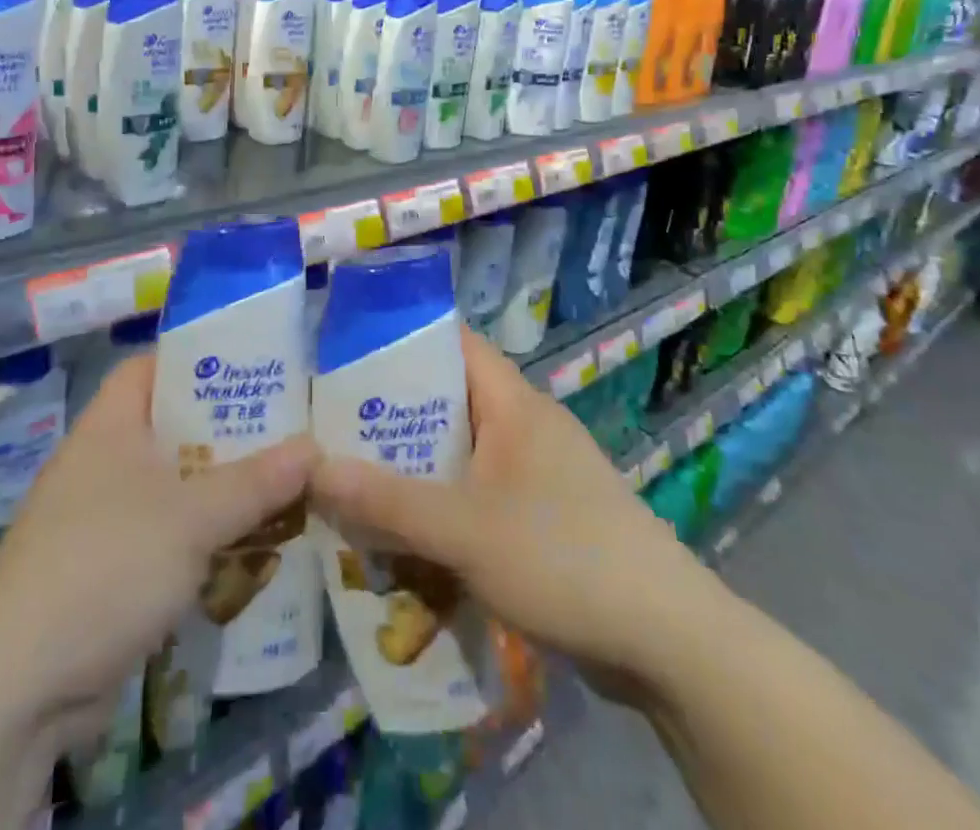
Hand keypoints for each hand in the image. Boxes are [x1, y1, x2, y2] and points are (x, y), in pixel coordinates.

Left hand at [0, 354, 317, 748]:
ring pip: (174, 487)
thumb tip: (314, 448)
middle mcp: (102, 463)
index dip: (196, 360)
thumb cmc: (107, 565)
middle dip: (227, 432)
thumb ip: (256, 482)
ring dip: (221, 491)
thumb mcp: (193, 517)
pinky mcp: (107, 571)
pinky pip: (166, 537)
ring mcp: (100, 519)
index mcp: (110, 426)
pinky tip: (248, 549)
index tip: (251, 367)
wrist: (20, 687)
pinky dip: (202, 539)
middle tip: (286, 429)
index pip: (151, 367)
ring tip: (282, 486)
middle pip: (172, 428)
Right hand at [310, 328, 715, 693]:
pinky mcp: (545, 516)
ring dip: (415, 465)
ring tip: (354, 478)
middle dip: (393, 412)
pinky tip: (406, 533)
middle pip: (449, 399)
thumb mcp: (464, 530)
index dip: (401, 338)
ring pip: (461, 452)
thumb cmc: (564, 558)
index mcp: (513, 403)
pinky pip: (479, 493)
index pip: (453, 342)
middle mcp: (526, 425)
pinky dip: (442, 504)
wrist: (669, 642)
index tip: (343, 352)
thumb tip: (311, 469)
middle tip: (331, 425)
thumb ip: (387, 501)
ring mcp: (539, 472)